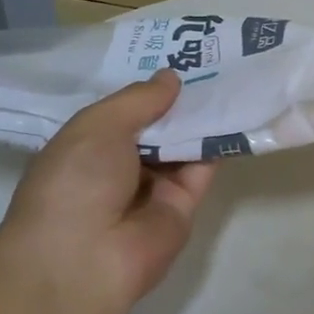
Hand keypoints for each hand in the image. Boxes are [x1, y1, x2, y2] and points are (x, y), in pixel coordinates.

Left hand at [0, 69, 215, 304]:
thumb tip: (171, 77)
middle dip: (180, 99)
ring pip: (183, 145)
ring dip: (203, 117)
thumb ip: (139, 99)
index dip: (148, 89)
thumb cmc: (76, 181)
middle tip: (215, 60)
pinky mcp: (183, 207)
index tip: (176, 56)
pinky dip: (219, 144)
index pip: (124, 112)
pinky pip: (203, 169)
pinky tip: (237, 112)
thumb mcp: (98, 125)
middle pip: (158, 127)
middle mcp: (120, 167)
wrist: (84, 257)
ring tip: (233, 76)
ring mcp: (153, 189)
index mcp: (88, 147)